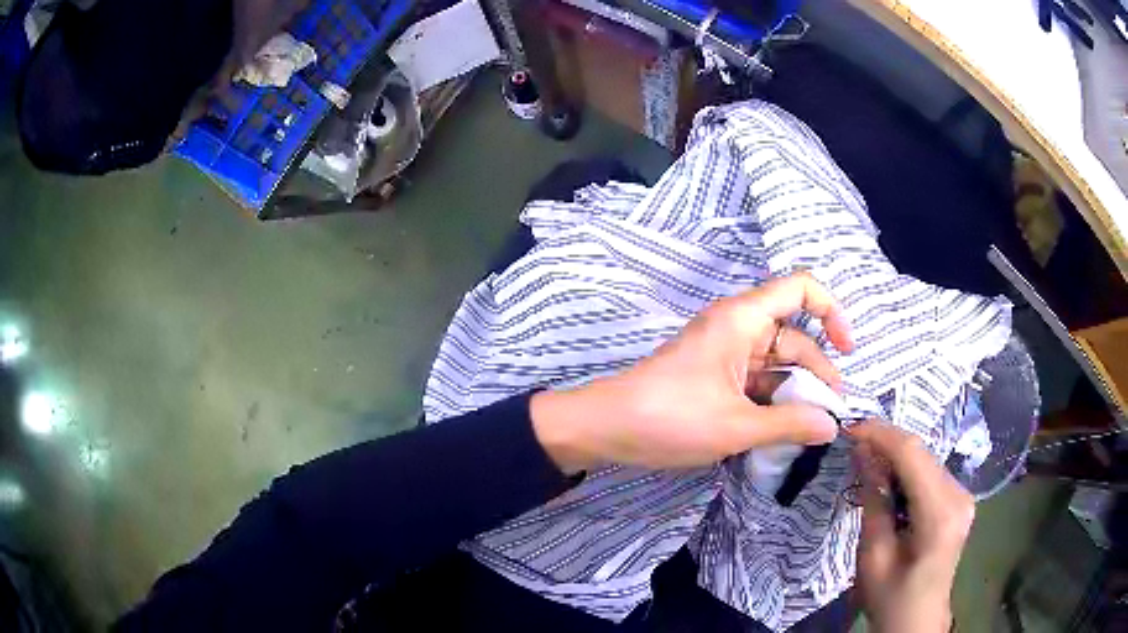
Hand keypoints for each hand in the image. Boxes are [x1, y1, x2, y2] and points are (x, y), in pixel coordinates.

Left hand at [531, 272, 853, 472]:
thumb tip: (831, 426)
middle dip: (817, 370)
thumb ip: (789, 424)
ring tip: (813, 426)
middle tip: (832, 414)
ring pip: (776, 362)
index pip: (801, 288)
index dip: (832, 311)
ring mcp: (725, 352)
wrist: (606, 428)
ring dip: (796, 390)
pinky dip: (773, 398)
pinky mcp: (715, 375)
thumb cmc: (671, 418)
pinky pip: (756, 379)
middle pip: (794, 335)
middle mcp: (738, 327)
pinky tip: (785, 427)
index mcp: (743, 319)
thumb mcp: (736, 425)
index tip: (848, 350)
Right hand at [850, 420, 975, 632]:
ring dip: (896, 456)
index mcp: (940, 513)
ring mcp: (963, 496)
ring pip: (926, 459)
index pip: (913, 455)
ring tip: (866, 460)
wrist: (916, 621)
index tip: (850, 429)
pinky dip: (907, 470)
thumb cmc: (891, 597)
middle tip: (853, 444)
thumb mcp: (873, 556)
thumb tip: (863, 454)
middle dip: (887, 443)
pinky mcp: (959, 501)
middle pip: (922, 453)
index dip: (881, 435)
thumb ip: (873, 501)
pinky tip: (888, 479)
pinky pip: (931, 473)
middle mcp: (959, 495)